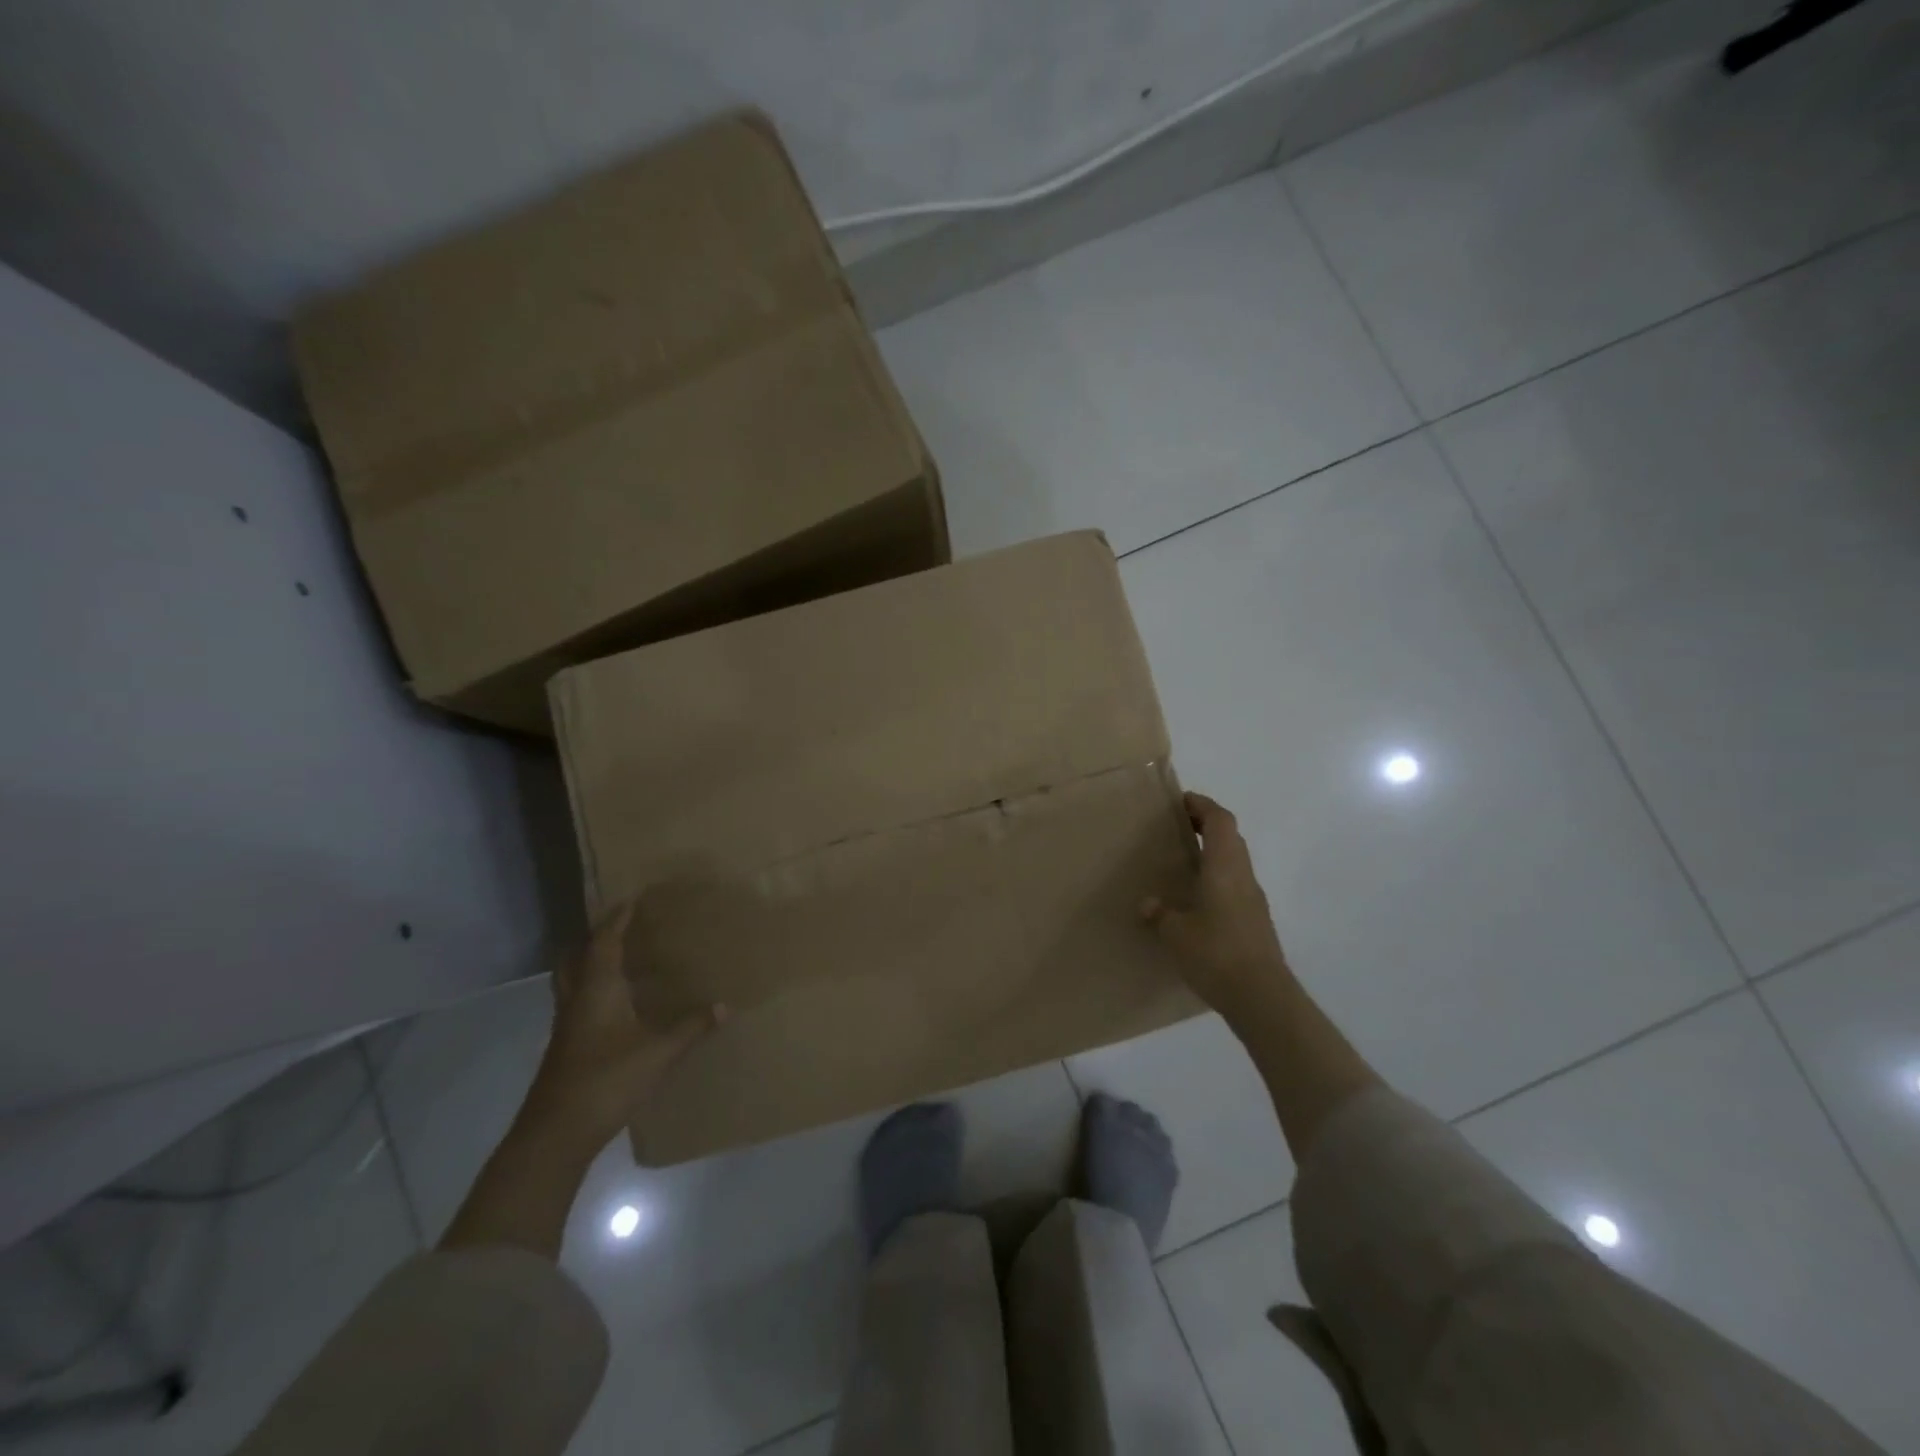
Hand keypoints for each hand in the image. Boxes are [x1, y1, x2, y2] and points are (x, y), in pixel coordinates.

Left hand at [520, 902, 723, 1157]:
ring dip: (590, 964)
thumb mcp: (659, 1052)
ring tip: (619, 959)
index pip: (604, 942)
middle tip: (618, 926)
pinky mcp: (566, 1048)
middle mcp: (577, 1000)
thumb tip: (725, 1006)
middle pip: (575, 958)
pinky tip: (616, 1006)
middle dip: (593, 938)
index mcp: (597, 990)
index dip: (618, 918)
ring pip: (572, 982)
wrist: (556, 1134)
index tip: (632, 899)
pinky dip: (594, 992)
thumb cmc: (607, 1080)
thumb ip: (691, 1027)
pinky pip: (578, 1004)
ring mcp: (567, 1026)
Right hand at [1143, 792, 1292, 1021]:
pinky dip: (1217, 877)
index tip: (1180, 802)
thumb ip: (1160, 914)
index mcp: (1225, 867)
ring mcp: (1253, 899)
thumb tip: (1148, 904)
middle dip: (1206, 825)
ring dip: (1213, 852)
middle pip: (1230, 837)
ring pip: (1235, 861)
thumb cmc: (1216, 953)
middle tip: (1177, 828)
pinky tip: (1196, 899)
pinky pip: (1235, 884)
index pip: (1220, 820)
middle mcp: (1243, 876)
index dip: (1202, 805)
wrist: (1261, 996)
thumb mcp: (1176, 933)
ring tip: (1182, 861)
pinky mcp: (1255, 921)